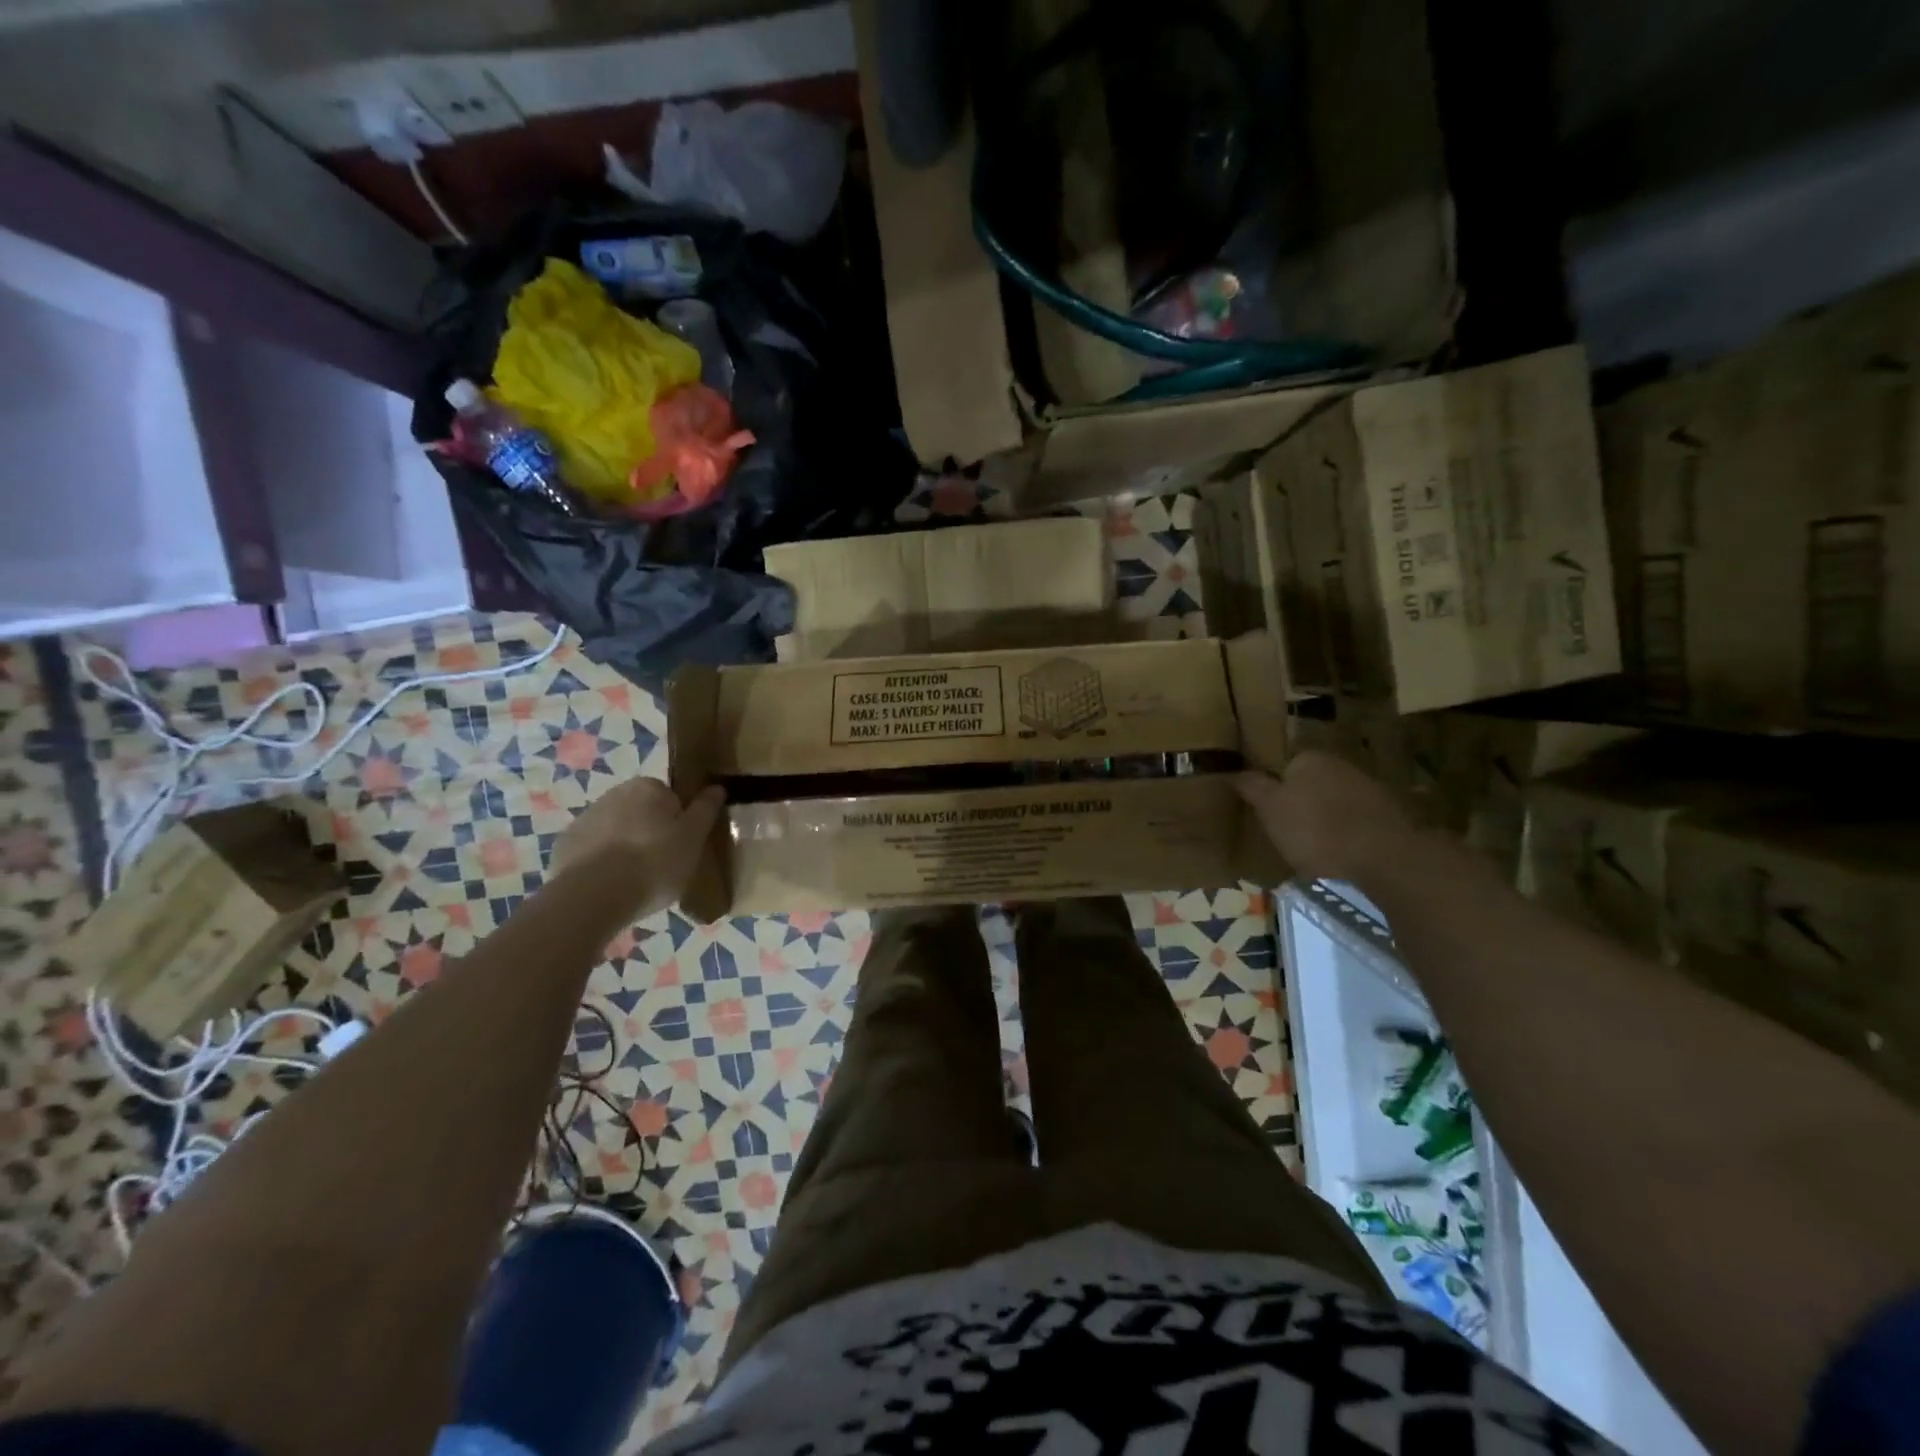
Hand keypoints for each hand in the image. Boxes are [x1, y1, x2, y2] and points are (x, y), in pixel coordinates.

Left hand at [551, 777, 725, 916]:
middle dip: (651, 833)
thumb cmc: (655, 862)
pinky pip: (593, 851)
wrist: (595, 896)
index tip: (682, 846)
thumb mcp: (694, 838)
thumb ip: (706, 809)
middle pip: (642, 813)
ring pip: (616, 831)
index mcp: (648, 787)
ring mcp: (585, 819)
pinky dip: (602, 863)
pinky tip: (611, 886)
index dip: (679, 822)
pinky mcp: (565, 845)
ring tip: (636, 881)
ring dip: (626, 847)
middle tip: (662, 865)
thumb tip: (716, 786)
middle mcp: (614, 793)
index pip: (671, 798)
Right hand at [1236, 750, 1417, 883]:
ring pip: (1336, 801)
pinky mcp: (1391, 814)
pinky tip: (1343, 853)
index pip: (1283, 766)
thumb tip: (1234, 771)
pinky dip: (1349, 832)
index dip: (1273, 789)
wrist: (1383, 856)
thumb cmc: (1315, 829)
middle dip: (1301, 802)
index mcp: (1309, 758)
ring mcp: (1370, 788)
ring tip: (1315, 848)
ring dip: (1327, 818)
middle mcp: (1341, 765)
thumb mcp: (1270, 809)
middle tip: (1288, 832)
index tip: (1267, 813)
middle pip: (1311, 782)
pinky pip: (1358, 819)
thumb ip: (1252, 787)